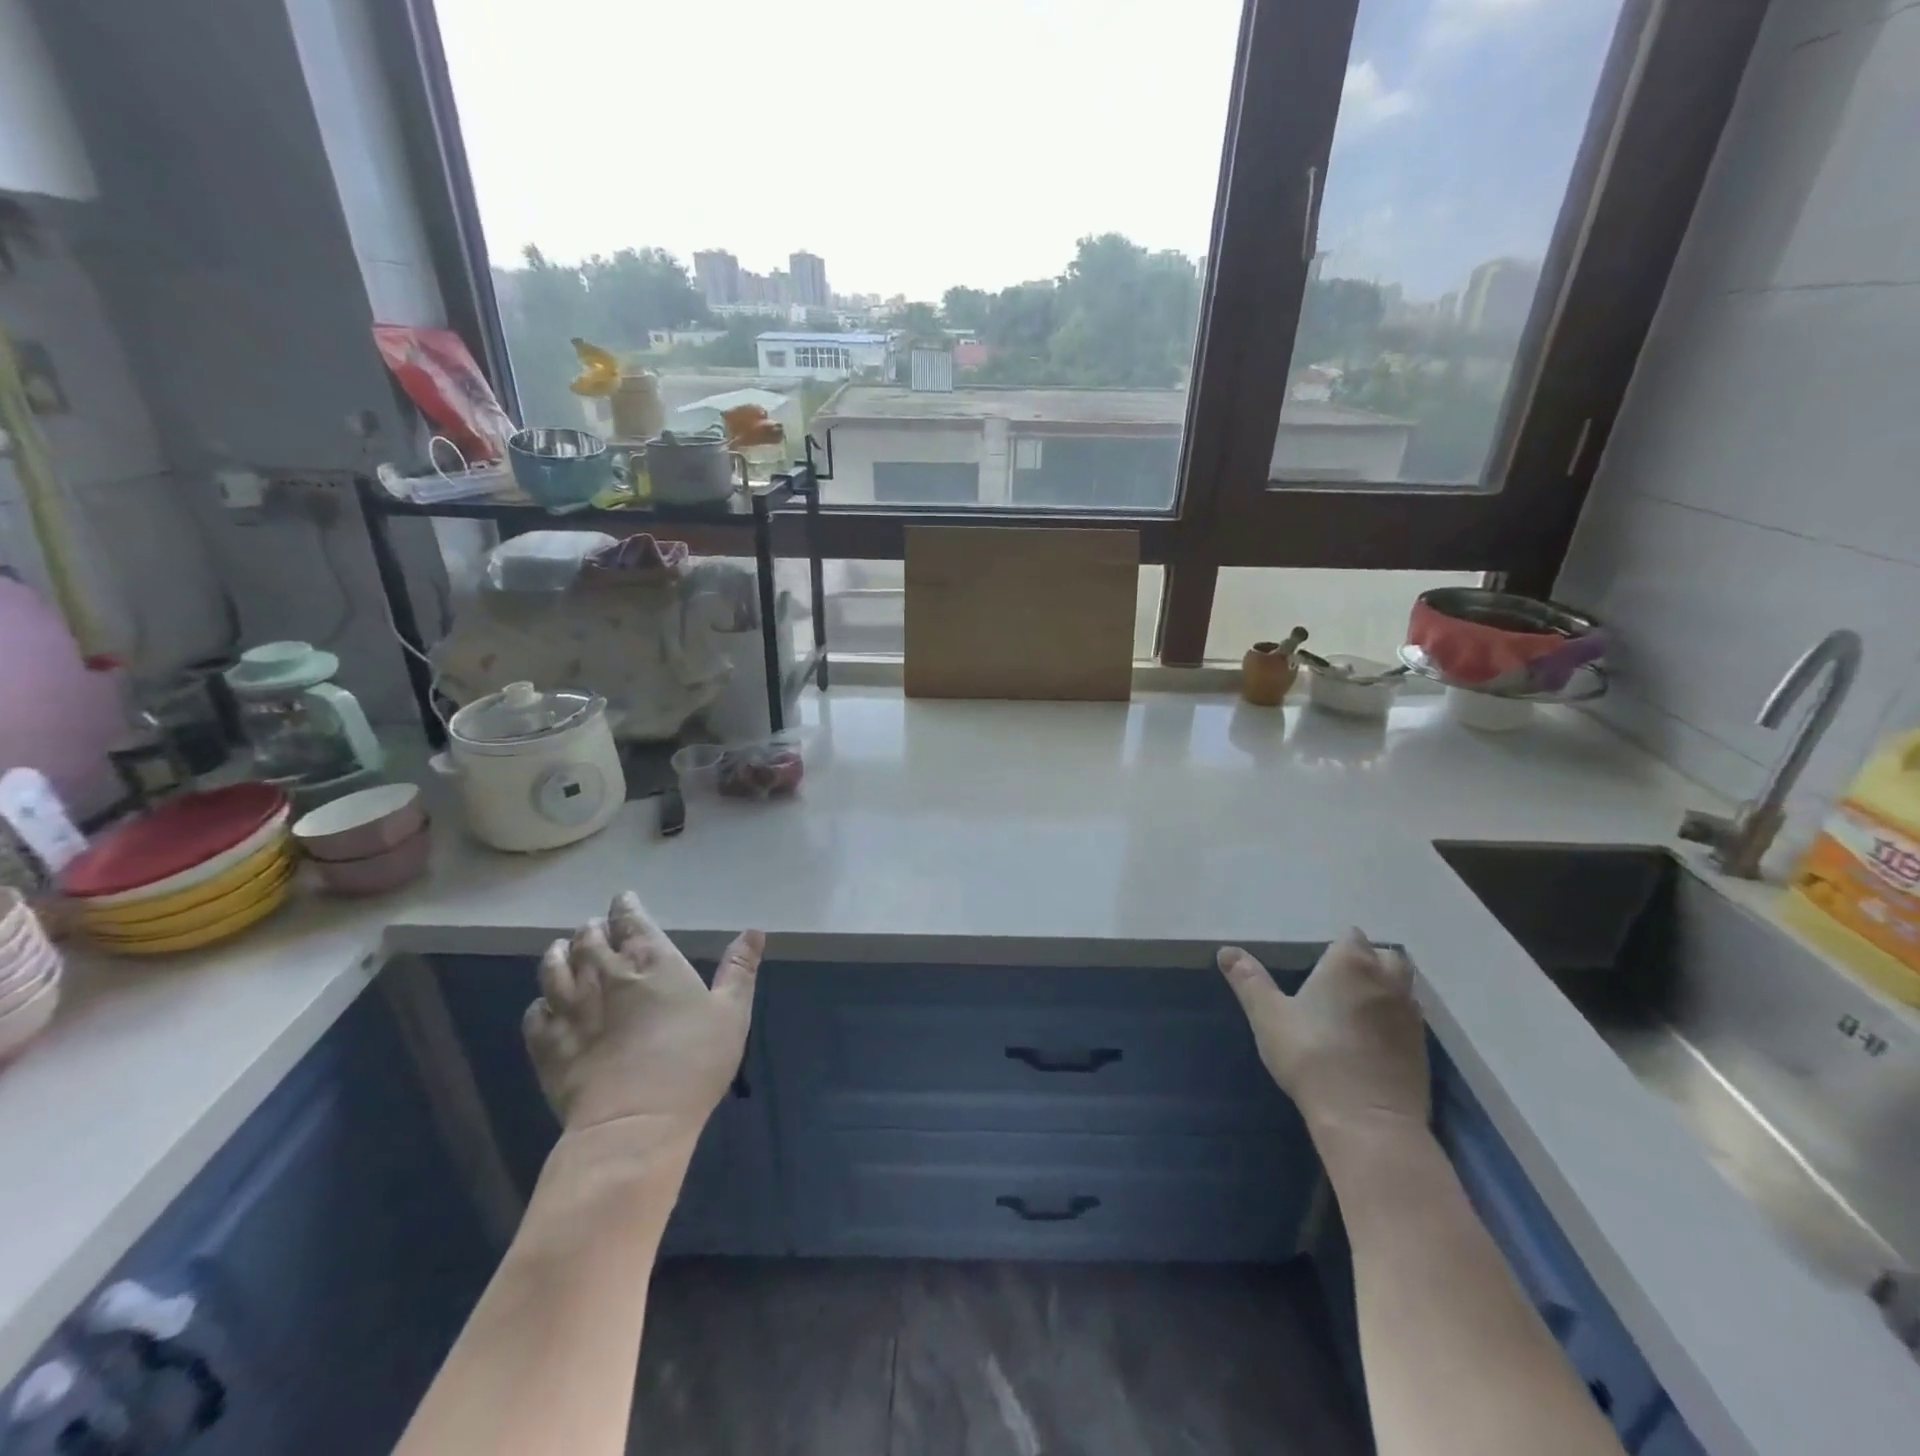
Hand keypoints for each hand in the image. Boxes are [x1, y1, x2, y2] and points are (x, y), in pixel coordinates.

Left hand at [524, 892, 762, 1147]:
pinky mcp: (546, 1044)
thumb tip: (754, 931)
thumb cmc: (693, 1061)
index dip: (626, 907)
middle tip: (596, 927)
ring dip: (559, 954)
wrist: (634, 1122)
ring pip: (554, 968)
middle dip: (593, 929)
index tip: (624, 900)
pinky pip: (535, 1013)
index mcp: (651, 960)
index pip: (631, 920)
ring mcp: (570, 1008)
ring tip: (562, 950)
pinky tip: (547, 1006)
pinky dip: (540, 1002)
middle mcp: (605, 974)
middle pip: (589, 939)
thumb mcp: (731, 1012)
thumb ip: (739, 969)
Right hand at [1218, 928, 1428, 1141]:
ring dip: (1385, 989)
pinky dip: (1394, 1019)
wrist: (1367, 1119)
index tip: (1318, 965)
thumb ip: (1249, 980)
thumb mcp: (1268, 1016)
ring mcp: (1410, 1014)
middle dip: (1368, 961)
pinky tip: (1373, 1039)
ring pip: (1402, 986)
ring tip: (1357, 1009)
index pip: (1351, 936)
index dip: (1336, 947)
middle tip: (1340, 982)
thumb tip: (1226, 951)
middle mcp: (1387, 980)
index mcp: (1350, 963)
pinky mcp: (1422, 1048)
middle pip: (1385, 956)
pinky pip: (1410, 1018)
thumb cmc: (1312, 1056)